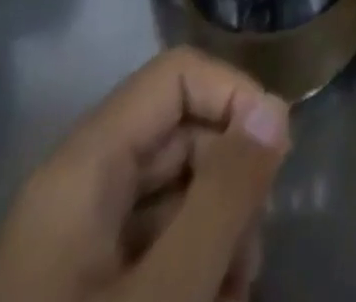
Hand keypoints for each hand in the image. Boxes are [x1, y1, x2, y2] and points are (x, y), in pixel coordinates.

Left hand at [0, 48, 290, 301]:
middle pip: (181, 134)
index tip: (276, 155)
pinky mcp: (87, 294)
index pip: (176, 76)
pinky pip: (157, 248)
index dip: (233, 96)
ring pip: (176, 194)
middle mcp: (79, 190)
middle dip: (231, 183)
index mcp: (83, 168)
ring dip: (220, 234)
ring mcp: (80, 247)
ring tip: (234, 296)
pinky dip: (194, 271)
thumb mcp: (164, 297)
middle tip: (251, 256)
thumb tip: (274, 108)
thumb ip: (224, 195)